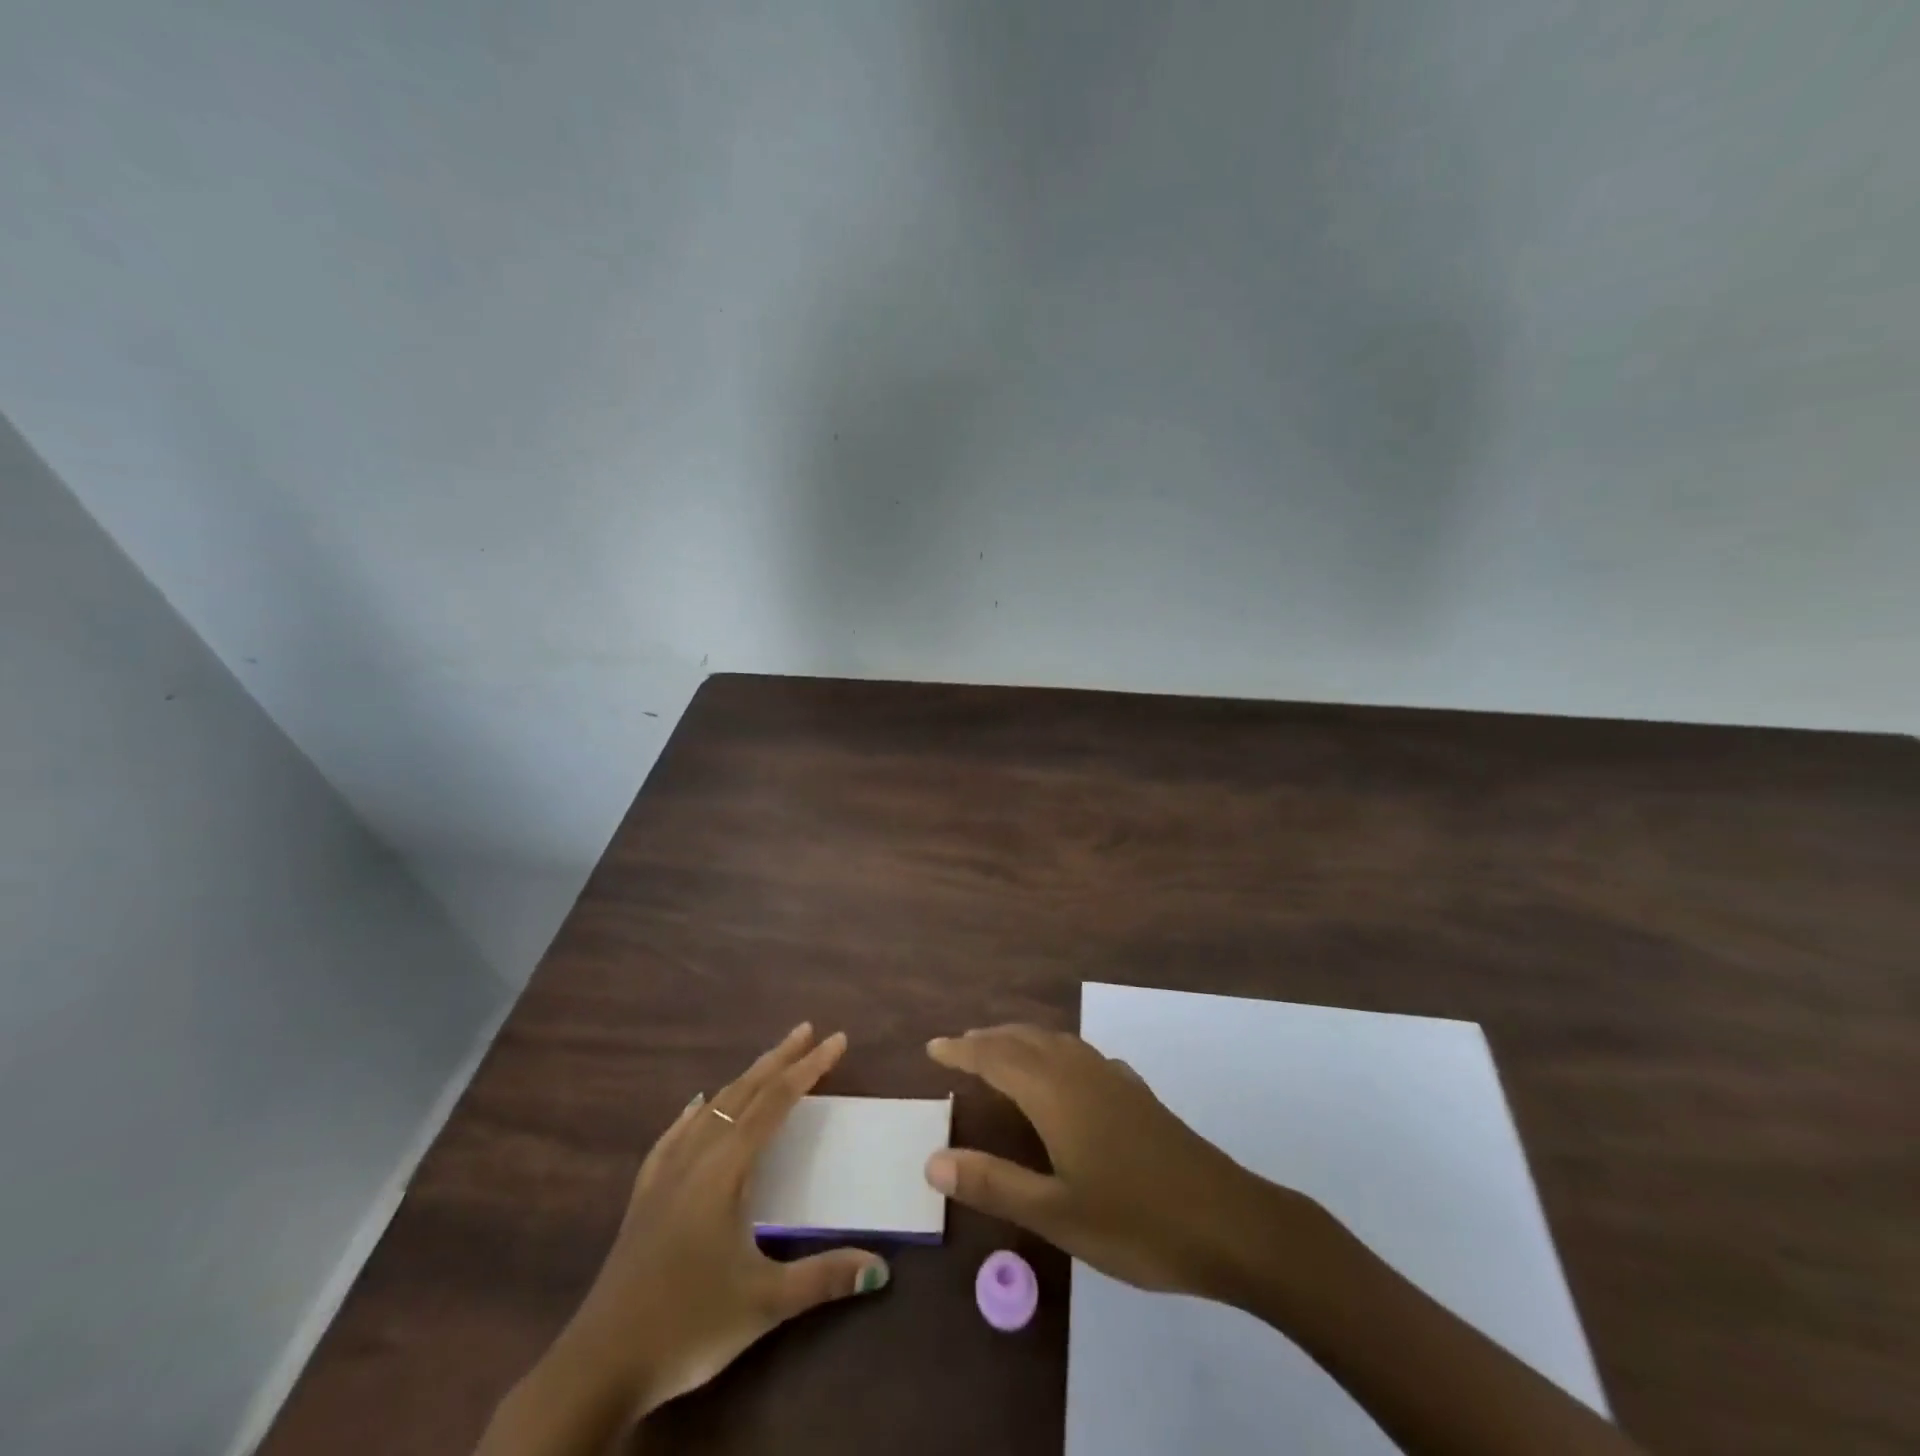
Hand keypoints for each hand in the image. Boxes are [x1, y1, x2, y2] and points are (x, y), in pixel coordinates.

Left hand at [539, 1025, 888, 1424]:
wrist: (597, 1367)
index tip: (837, 1040)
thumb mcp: (764, 1304)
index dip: (809, 1068)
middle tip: (807, 1030)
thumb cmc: (687, 1326)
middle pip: (743, 1092)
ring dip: (744, 1080)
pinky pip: (675, 1136)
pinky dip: (695, 1113)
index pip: (776, 1102)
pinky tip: (696, 1106)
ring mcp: (665, 1174)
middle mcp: (695, 1157)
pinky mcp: (644, 1196)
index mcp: (725, 1169)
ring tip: (768, 1061)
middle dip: (778, 1059)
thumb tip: (881, 1268)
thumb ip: (823, 1277)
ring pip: (711, 1108)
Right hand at [925, 1025, 1317, 1298]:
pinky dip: (1056, 1052)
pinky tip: (1065, 1074)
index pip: (997, 1058)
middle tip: (960, 1046)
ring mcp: (1113, 1080)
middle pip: (1026, 1040)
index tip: (933, 1047)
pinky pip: (1082, 1055)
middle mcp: (1081, 1073)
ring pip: (1057, 1043)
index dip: (963, 1051)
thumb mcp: (1057, 1213)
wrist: (1229, 1221)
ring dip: (1022, 1040)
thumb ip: (994, 1184)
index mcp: (1056, 1093)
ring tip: (1001, 1051)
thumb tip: (933, 1160)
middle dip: (990, 1040)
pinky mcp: (1136, 1094)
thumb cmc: (1136, 1221)